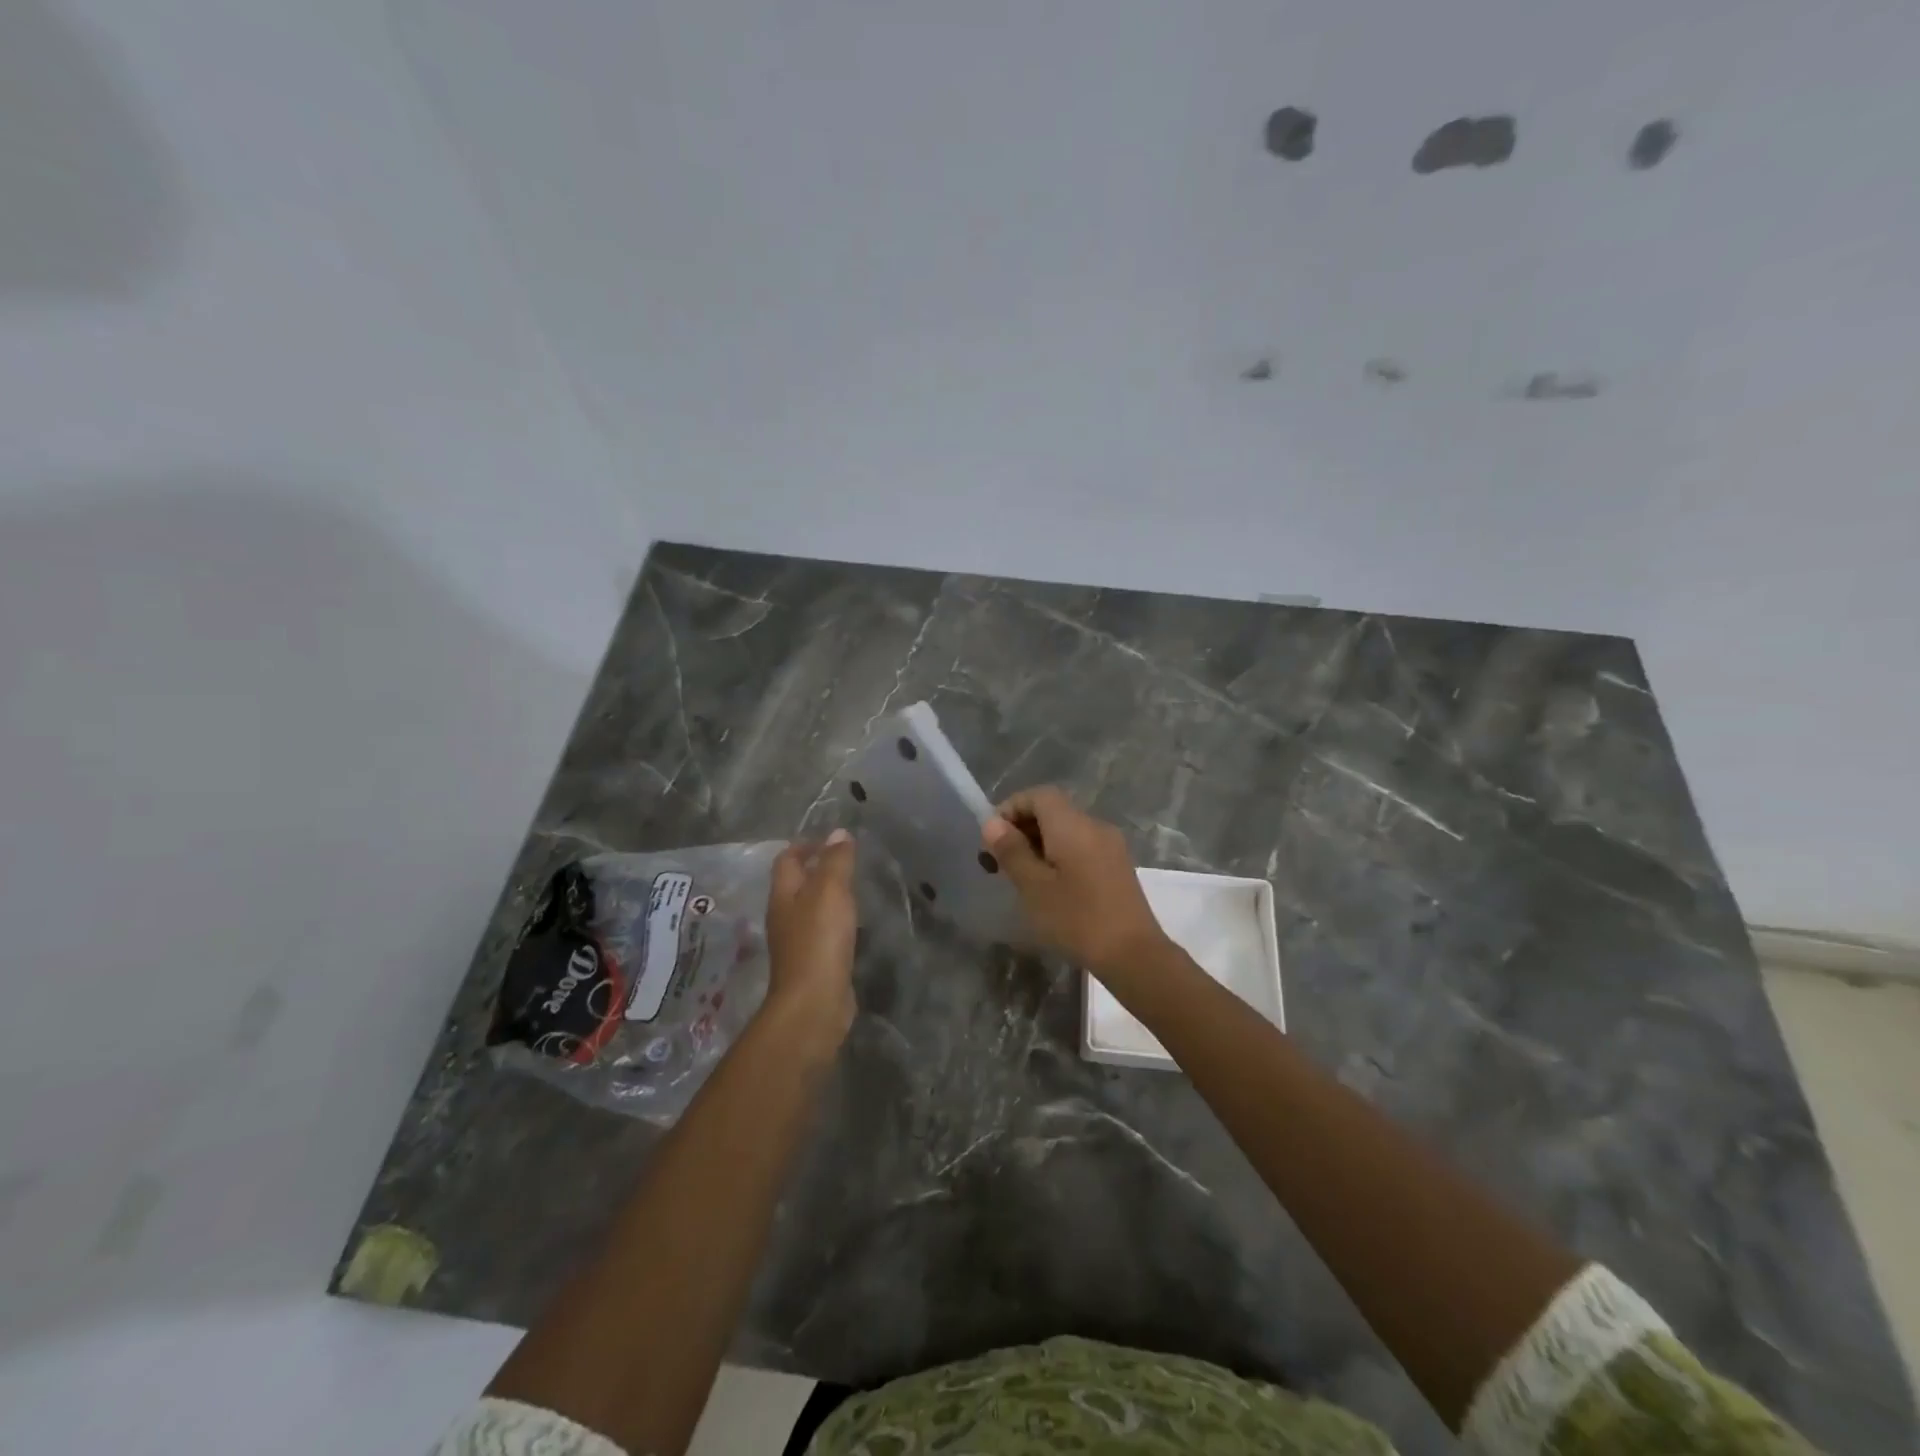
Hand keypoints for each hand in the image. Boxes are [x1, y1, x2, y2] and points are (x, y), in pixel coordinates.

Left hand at [763, 829, 858, 1039]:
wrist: (815, 1002)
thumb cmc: (819, 939)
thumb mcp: (830, 891)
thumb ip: (835, 861)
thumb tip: (838, 832)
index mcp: (783, 894)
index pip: (787, 860)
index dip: (805, 845)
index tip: (831, 839)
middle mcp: (784, 916)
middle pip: (796, 884)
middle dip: (816, 869)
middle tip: (846, 860)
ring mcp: (796, 942)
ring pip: (809, 909)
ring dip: (827, 896)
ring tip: (853, 888)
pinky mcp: (812, 963)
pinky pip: (822, 932)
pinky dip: (835, 921)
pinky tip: (852, 924)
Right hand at [982, 787, 1171, 979]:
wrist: (1134, 955)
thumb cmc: (1077, 919)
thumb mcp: (1034, 887)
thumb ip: (1012, 851)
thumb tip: (993, 823)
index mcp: (1073, 825)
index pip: (1039, 795)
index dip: (1012, 808)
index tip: (992, 837)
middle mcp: (1094, 826)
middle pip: (1054, 810)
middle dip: (1023, 827)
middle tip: (1001, 860)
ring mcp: (1111, 845)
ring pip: (1068, 830)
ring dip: (1040, 843)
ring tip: (1022, 875)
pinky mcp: (1117, 866)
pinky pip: (1082, 846)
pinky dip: (1060, 854)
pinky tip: (1050, 886)